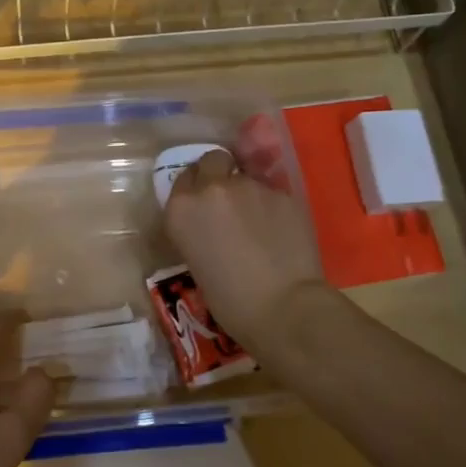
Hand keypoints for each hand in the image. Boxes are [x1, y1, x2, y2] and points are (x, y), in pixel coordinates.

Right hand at [163, 149, 327, 357]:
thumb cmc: (229, 300)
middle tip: (228, 199)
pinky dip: (273, 207)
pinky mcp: (283, 193)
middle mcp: (212, 188)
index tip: (203, 203)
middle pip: (213, 160)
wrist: (282, 307)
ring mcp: (250, 187)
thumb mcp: (196, 260)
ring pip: (247, 177)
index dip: (195, 187)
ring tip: (259, 224)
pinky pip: (272, 194)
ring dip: (248, 193)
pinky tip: (281, 232)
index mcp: (182, 208)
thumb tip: (212, 223)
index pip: (183, 176)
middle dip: (219, 172)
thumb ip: (199, 228)